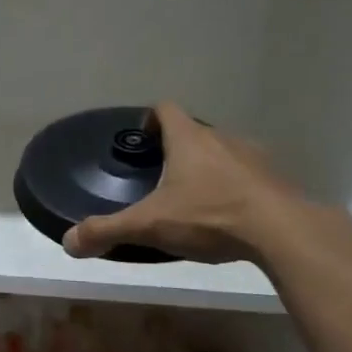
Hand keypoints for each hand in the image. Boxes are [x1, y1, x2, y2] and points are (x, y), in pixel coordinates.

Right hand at [63, 102, 305, 264]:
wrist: (282, 231)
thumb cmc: (210, 216)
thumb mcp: (151, 225)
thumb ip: (108, 230)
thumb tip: (68, 243)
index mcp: (189, 139)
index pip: (166, 109)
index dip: (150, 120)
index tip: (143, 141)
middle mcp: (221, 138)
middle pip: (194, 132)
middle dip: (177, 150)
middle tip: (163, 178)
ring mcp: (253, 157)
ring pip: (223, 153)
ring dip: (209, 168)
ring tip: (197, 199)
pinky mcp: (276, 180)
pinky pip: (249, 175)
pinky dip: (236, 188)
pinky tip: (230, 216)